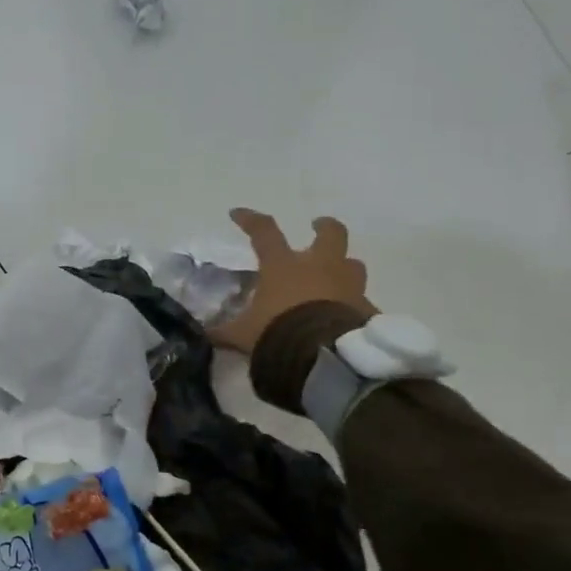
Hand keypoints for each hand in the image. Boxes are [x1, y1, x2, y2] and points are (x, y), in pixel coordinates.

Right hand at [209, 209, 374, 354]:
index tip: (237, 213)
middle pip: (331, 234)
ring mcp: (348, 286)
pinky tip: (346, 318)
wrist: (326, 357)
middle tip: (318, 226)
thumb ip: (223, 332)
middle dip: (325, 227)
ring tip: (335, 277)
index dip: (250, 220)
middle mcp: (320, 267)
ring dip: (344, 266)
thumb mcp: (242, 335)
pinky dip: (354, 306)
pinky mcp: (367, 309)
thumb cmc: (278, 333)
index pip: (264, 232)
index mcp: (284, 266)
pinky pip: (362, 301)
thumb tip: (203, 334)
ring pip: (353, 264)